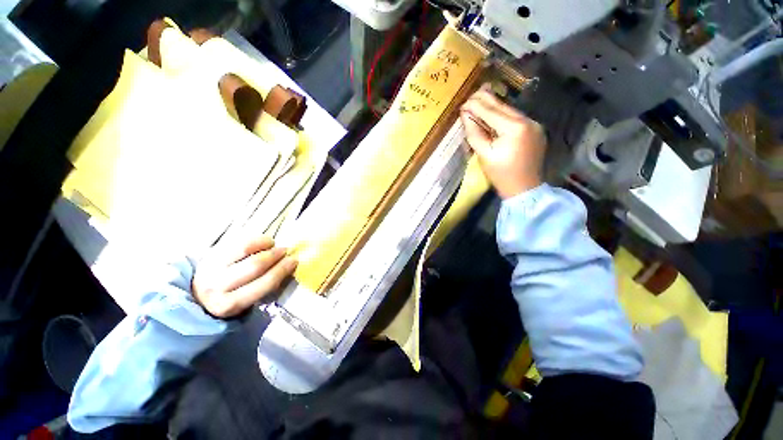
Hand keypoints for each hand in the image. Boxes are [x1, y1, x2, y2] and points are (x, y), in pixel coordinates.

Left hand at [192, 235, 296, 317]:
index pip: (263, 284)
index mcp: (230, 304)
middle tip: (285, 251)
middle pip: (254, 266)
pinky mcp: (210, 253)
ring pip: (245, 249)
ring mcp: (211, 267)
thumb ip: (265, 287)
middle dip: (275, 256)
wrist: (198, 293)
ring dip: (265, 245)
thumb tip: (288, 268)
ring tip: (273, 244)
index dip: (281, 271)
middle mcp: (218, 286)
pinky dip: (255, 239)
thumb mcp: (247, 301)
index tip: (294, 261)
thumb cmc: (232, 297)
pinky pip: (238, 241)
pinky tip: (263, 242)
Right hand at [460, 88, 546, 198]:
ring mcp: (534, 125)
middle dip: (485, 100)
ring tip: (479, 101)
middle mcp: (528, 121)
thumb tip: (466, 116)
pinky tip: (493, 116)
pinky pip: (516, 119)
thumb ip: (474, 133)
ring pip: (510, 111)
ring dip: (494, 107)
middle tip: (471, 96)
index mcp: (514, 129)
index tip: (463, 103)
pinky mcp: (535, 130)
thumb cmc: (501, 175)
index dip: (475, 106)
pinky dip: (503, 116)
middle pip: (502, 107)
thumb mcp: (484, 155)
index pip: (491, 111)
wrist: (524, 189)